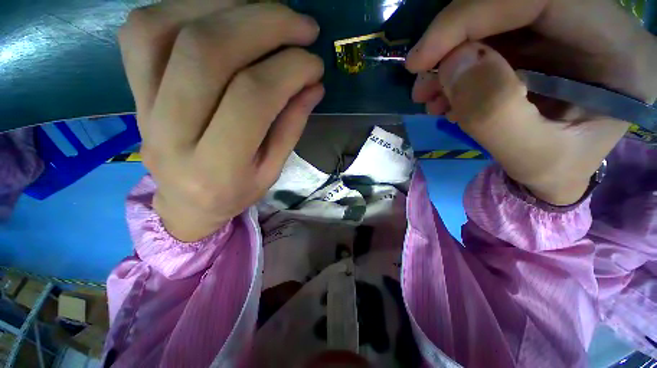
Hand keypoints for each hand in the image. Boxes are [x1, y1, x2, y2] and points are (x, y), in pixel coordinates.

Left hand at [119, 1, 323, 240]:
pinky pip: (144, 30)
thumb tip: (313, 84)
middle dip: (264, 24)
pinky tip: (224, 14)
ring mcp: (141, 106)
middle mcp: (170, 134)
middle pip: (208, 52)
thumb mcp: (273, 170)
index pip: (253, 98)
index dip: (289, 70)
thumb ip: (291, 127)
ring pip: (167, 28)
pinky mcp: (131, 88)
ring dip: (227, 6)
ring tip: (267, 14)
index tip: (315, 63)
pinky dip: (187, 6)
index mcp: (216, 167)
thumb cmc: (235, 192)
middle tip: (302, 25)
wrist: (186, 203)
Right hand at [406, 0, 656, 204]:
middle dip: (453, 42)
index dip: (472, 15)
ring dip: (449, 59)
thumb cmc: (555, 172)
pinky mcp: (537, 43)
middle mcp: (595, 26)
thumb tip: (453, 67)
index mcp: (619, 51)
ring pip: (492, 21)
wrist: (556, 173)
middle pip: (511, 4)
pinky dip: (455, 68)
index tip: (422, 58)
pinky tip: (446, 98)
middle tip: (423, 85)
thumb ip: (494, 114)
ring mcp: (563, 31)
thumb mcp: (531, 158)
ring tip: (430, 98)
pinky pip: (486, 41)